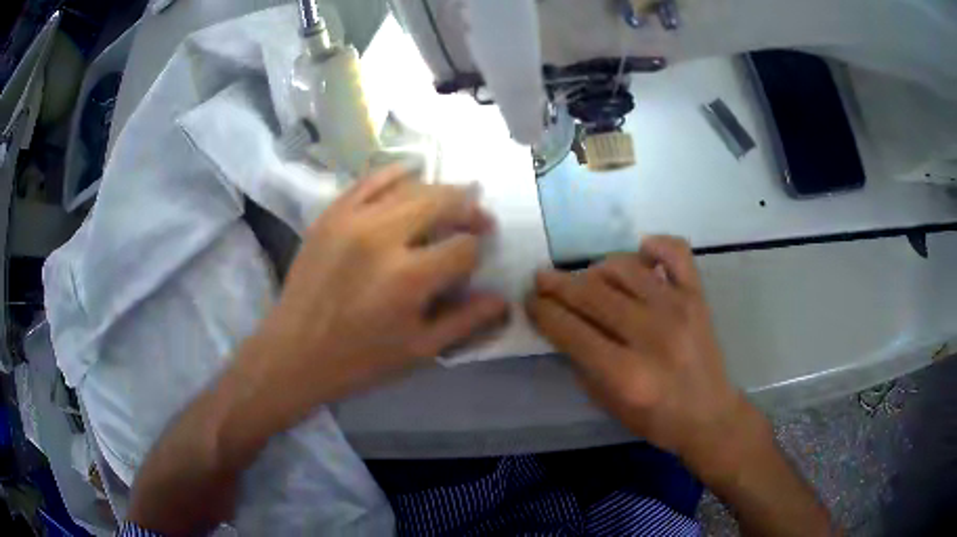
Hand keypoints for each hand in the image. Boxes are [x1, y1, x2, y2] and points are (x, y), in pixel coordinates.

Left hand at [258, 164, 507, 406]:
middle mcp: (382, 237)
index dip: (477, 252)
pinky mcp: (331, 214)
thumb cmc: (359, 360)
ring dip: (439, 192)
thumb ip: (466, 321)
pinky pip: (370, 180)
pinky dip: (396, 174)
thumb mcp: (420, 351)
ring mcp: (352, 219)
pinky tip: (411, 175)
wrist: (294, 352)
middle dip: (469, 209)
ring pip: (411, 187)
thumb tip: (502, 298)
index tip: (475, 261)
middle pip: (442, 202)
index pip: (463, 247)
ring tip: (452, 201)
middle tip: (479, 219)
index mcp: (408, 277)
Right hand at [526, 236, 760, 473]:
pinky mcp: (697, 297)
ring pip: (625, 268)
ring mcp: (678, 309)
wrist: (709, 415)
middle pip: (592, 295)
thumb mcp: (608, 404)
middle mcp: (651, 334)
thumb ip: (583, 364)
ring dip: (597, 269)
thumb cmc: (657, 419)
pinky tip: (641, 252)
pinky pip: (676, 253)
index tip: (529, 301)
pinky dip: (655, 245)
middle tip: (542, 279)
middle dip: (558, 285)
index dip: (543, 312)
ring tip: (588, 279)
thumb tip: (562, 325)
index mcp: (625, 372)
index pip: (571, 330)